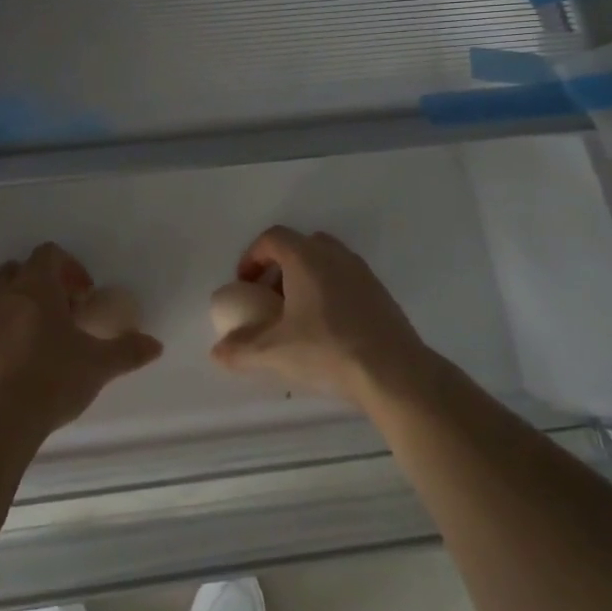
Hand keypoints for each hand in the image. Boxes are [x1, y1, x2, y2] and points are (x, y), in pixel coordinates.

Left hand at [0, 242, 162, 441]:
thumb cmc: (49, 378)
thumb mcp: (97, 365)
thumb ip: (127, 351)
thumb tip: (156, 345)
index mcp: (35, 285)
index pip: (49, 254)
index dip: (70, 268)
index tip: (84, 295)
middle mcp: (2, 294)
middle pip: (19, 271)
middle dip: (42, 285)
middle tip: (63, 313)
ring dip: (20, 309)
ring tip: (42, 342)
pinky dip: (2, 336)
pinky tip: (19, 367)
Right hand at [211, 226, 428, 402]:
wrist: (394, 372)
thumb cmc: (327, 351)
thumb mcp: (275, 353)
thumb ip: (241, 349)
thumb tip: (217, 352)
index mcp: (305, 258)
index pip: (272, 238)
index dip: (252, 257)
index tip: (245, 285)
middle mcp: (334, 255)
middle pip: (300, 245)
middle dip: (280, 267)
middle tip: (270, 298)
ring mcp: (362, 272)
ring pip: (326, 262)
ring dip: (306, 279)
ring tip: (298, 315)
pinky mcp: (380, 293)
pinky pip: (346, 280)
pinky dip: (330, 292)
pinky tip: (329, 329)